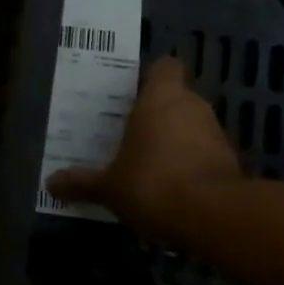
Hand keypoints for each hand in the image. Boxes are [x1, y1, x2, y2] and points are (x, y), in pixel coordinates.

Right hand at [46, 56, 240, 237]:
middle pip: (176, 98)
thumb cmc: (153, 183)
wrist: (214, 218)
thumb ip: (82, 183)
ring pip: (193, 127)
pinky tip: (175, 190)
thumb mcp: (109, 187)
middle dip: (158, 114)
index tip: (134, 94)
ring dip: (178, 141)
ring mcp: (217, 134)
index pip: (164, 67)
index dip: (152, 78)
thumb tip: (50, 183)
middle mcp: (192, 106)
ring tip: (152, 164)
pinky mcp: (232, 164)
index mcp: (161, 98)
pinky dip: (194, 167)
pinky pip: (207, 156)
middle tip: (132, 133)